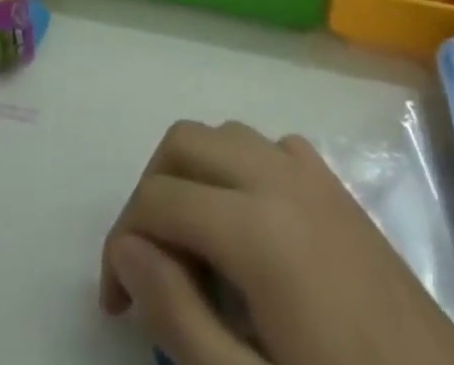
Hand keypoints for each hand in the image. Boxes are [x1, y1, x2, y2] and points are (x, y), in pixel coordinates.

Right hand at [101, 122, 453, 364]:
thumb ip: (179, 317)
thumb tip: (129, 252)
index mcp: (257, 227)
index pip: (158, 200)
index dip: (120, 243)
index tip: (116, 302)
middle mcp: (279, 176)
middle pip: (185, 142)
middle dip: (149, 192)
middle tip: (143, 265)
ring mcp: (314, 174)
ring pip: (225, 135)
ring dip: (192, 174)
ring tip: (190, 249)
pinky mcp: (337, 188)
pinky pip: (269, 148)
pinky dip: (238, 170)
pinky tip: (247, 230)